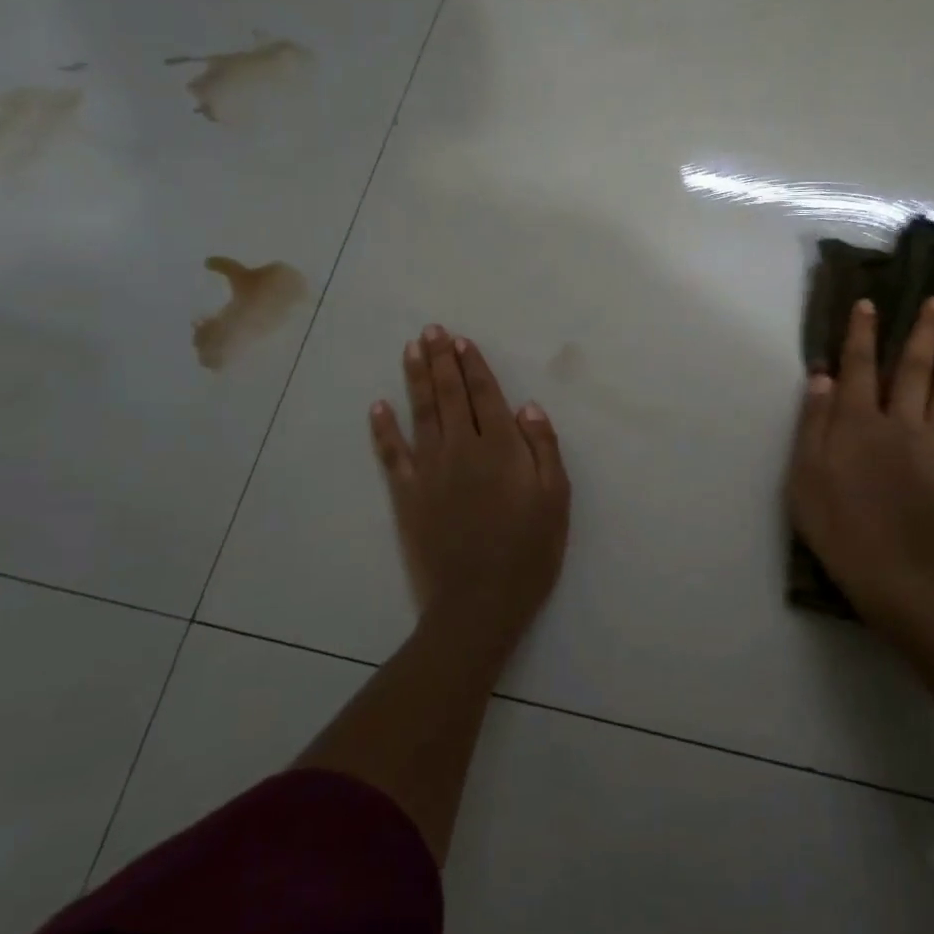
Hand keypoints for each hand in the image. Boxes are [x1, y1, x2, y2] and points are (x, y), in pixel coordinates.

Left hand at [370, 326, 570, 655]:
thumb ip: (544, 449)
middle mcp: (462, 449)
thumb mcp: (555, 500)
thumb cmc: (528, 552)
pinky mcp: (406, 495)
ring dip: (415, 379)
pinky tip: (377, 406)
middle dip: (441, 360)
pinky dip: (382, 429)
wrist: (478, 602)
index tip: (461, 341)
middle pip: (450, 395)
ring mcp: (430, 470)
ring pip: (421, 413)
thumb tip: (528, 407)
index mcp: (501, 449)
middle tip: (431, 330)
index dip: (473, 367)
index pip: (485, 396)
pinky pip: (391, 454)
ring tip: (411, 349)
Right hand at [787, 297, 933, 623]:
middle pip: (915, 370)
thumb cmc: (835, 523)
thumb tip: (823, 375)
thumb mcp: (805, 473)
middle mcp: (903, 425)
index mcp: (860, 423)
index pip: (861, 367)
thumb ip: (814, 422)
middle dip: (925, 333)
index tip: (871, 304)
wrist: (887, 575)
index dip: (864, 334)